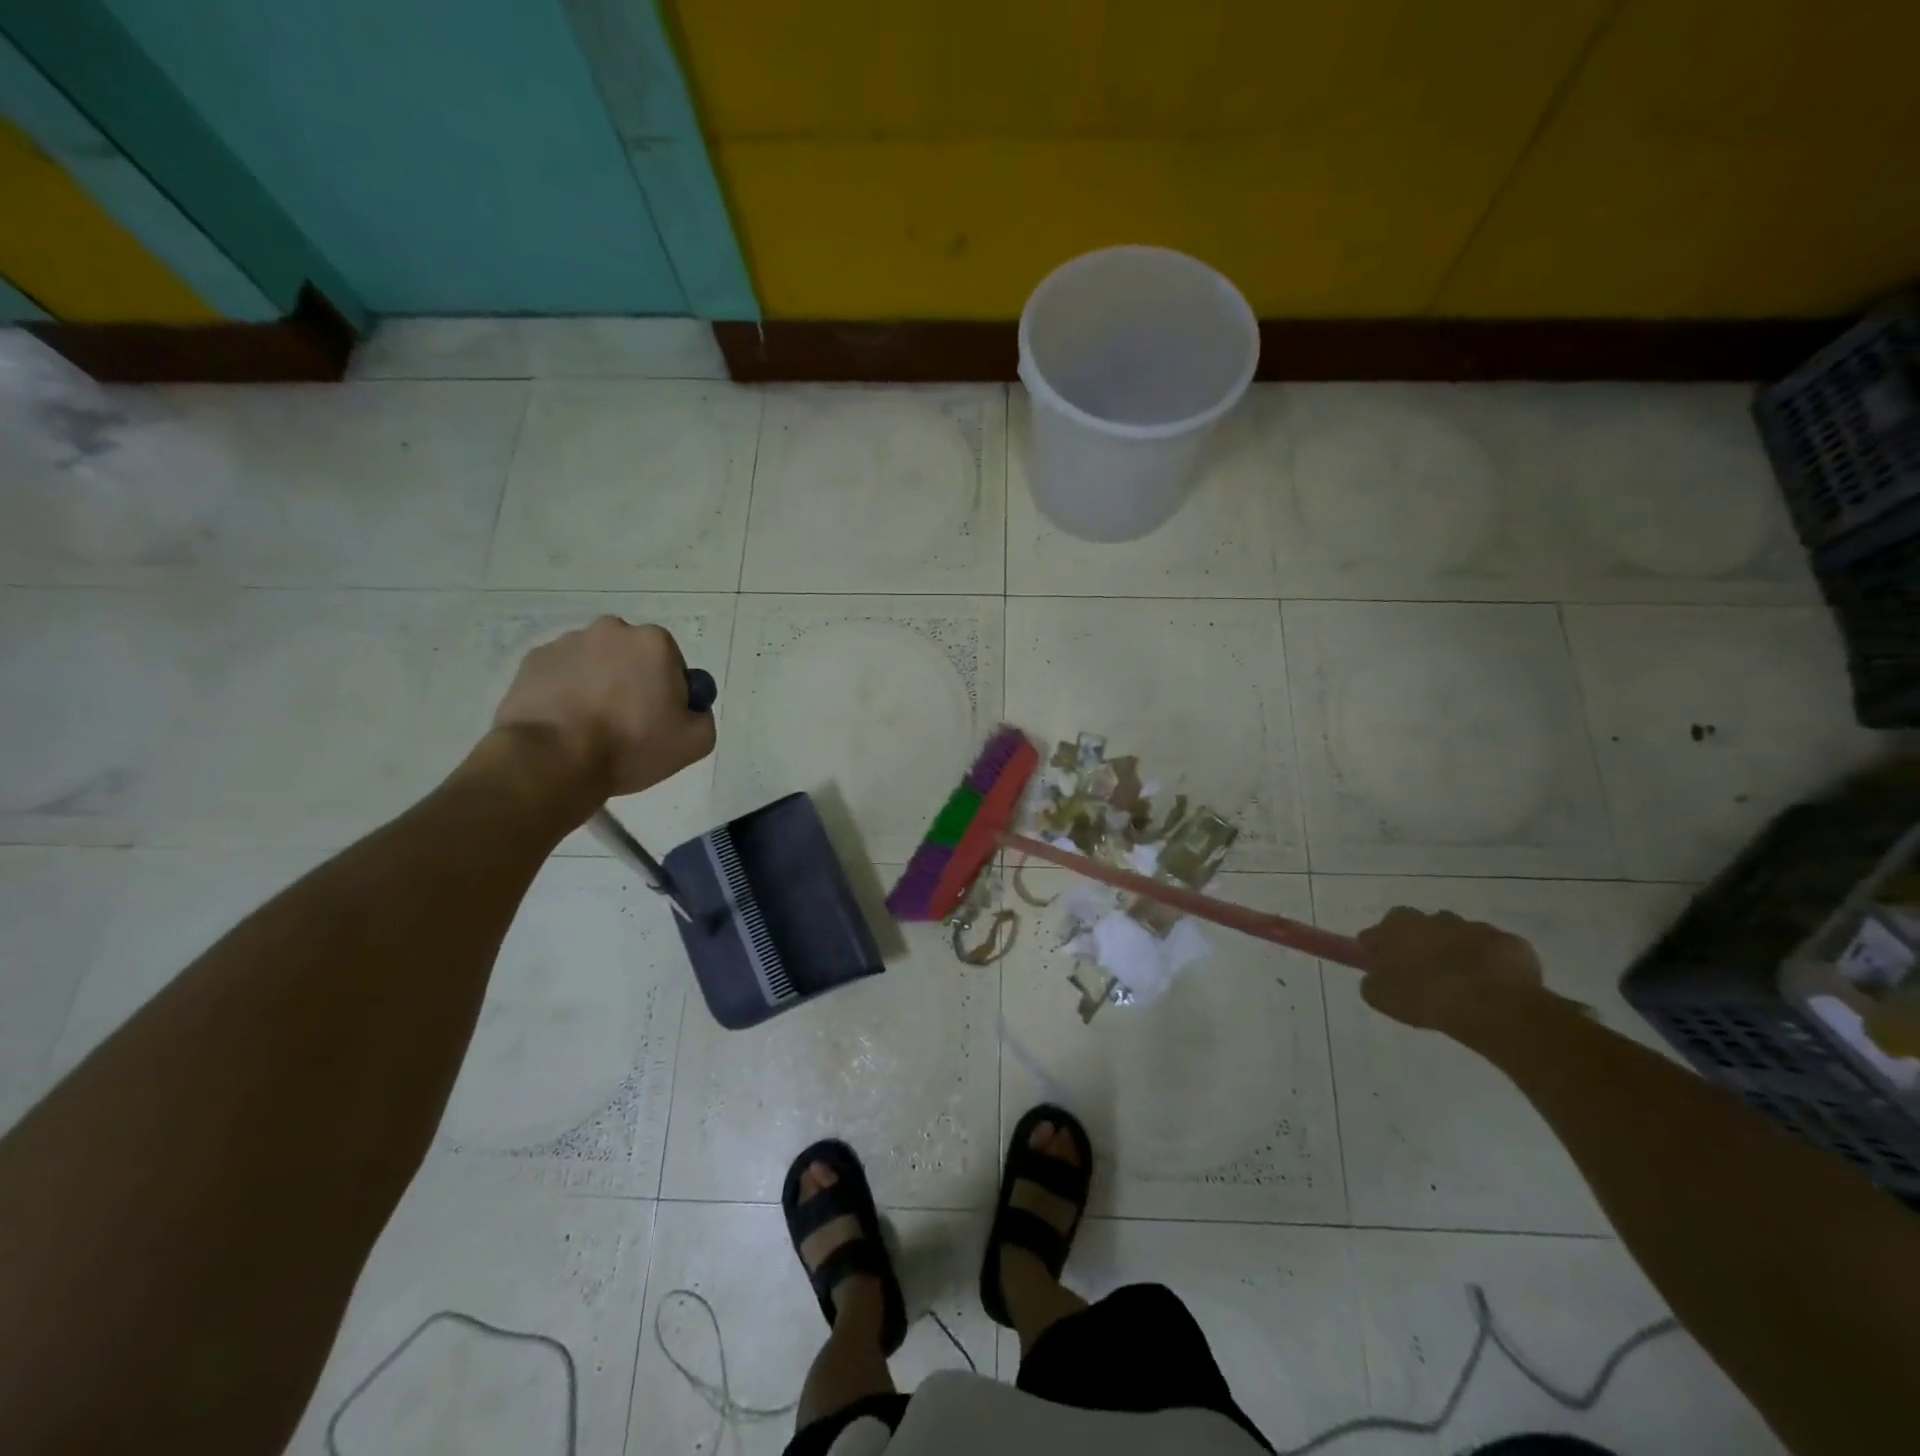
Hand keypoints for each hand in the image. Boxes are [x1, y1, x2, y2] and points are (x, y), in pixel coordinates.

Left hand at [491, 617, 714, 803]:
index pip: (672, 664)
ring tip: (590, 727)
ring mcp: (567, 643)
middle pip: (632, 658)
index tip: (659, 721)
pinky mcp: (532, 661)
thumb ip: (702, 716)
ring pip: (595, 663)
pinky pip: (561, 674)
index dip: (669, 694)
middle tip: (627, 724)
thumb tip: (690, 707)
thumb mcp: (695, 742)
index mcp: (654, 643)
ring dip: (598, 685)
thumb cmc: (631, 746)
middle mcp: (611, 630)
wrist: (553, 760)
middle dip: (632, 682)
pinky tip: (565, 723)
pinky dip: (566, 691)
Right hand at [1355, 907, 1545, 1031]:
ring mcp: (1475, 928)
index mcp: (1398, 926)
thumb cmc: (1425, 997)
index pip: (1376, 934)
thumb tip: (1378, 976)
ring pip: (1459, 938)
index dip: (1378, 953)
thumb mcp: (1380, 996)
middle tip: (1424, 980)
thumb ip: (1373, 980)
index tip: (1384, 973)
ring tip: (1462, 988)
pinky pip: (1494, 953)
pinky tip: (1492, 990)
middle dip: (1419, 948)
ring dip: (1456, 954)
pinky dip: (1491, 966)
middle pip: (1419, 930)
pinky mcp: (1510, 943)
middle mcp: (1433, 918)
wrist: (1493, 1006)